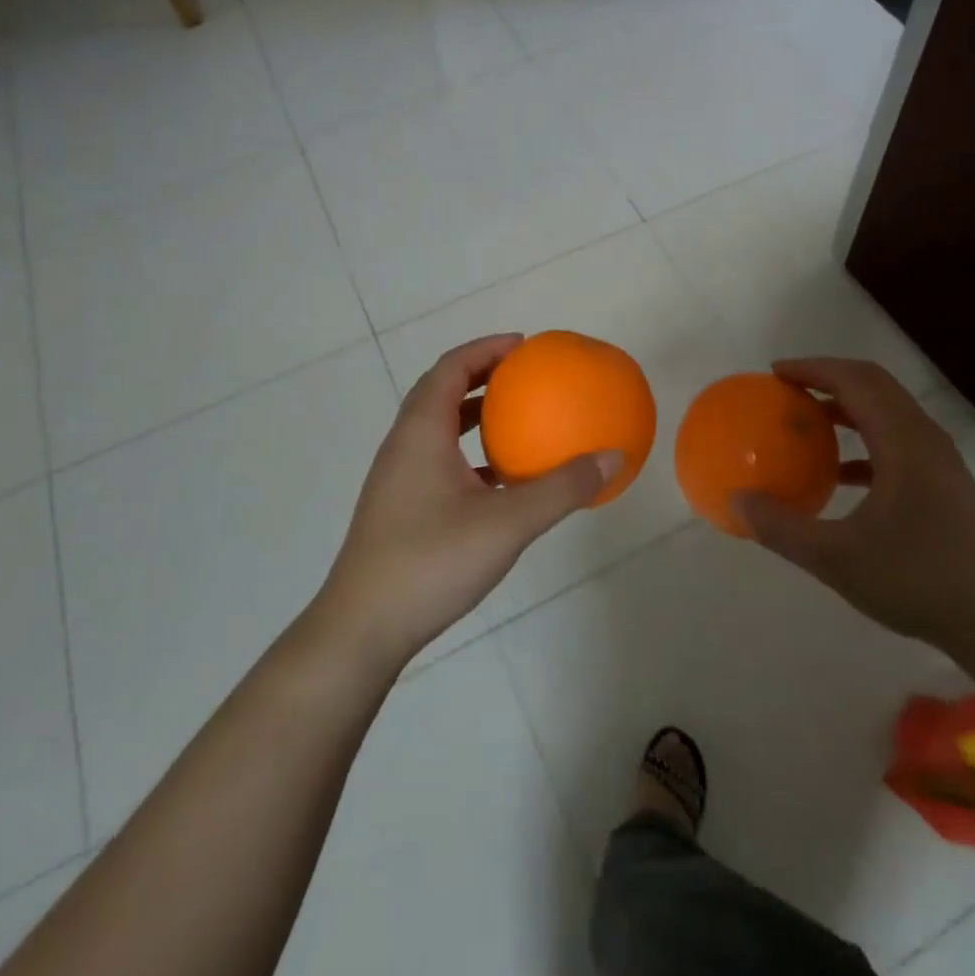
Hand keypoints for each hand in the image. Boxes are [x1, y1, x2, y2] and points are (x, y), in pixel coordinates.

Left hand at [316, 334, 619, 668]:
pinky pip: (438, 460)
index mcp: (421, 432)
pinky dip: (469, 453)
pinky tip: (500, 481)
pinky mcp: (400, 508)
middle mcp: (404, 445)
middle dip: (482, 376)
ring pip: (437, 428)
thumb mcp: (508, 523)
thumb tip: (612, 457)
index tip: (524, 346)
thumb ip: (563, 488)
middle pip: (441, 391)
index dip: (486, 349)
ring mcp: (398, 479)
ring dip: (474, 415)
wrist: (363, 629)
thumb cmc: (432, 562)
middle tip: (524, 376)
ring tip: (516, 420)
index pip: (451, 368)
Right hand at [735, 358, 974, 657]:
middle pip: (874, 385)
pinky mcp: (946, 485)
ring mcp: (941, 462)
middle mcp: (926, 439)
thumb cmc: (918, 582)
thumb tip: (737, 500)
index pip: (855, 381)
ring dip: (848, 408)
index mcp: (904, 442)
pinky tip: (841, 475)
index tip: (775, 372)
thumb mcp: (837, 559)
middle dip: (829, 378)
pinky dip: (865, 442)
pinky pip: (899, 443)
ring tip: (809, 423)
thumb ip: (782, 528)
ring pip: (889, 413)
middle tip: (788, 388)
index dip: (813, 369)